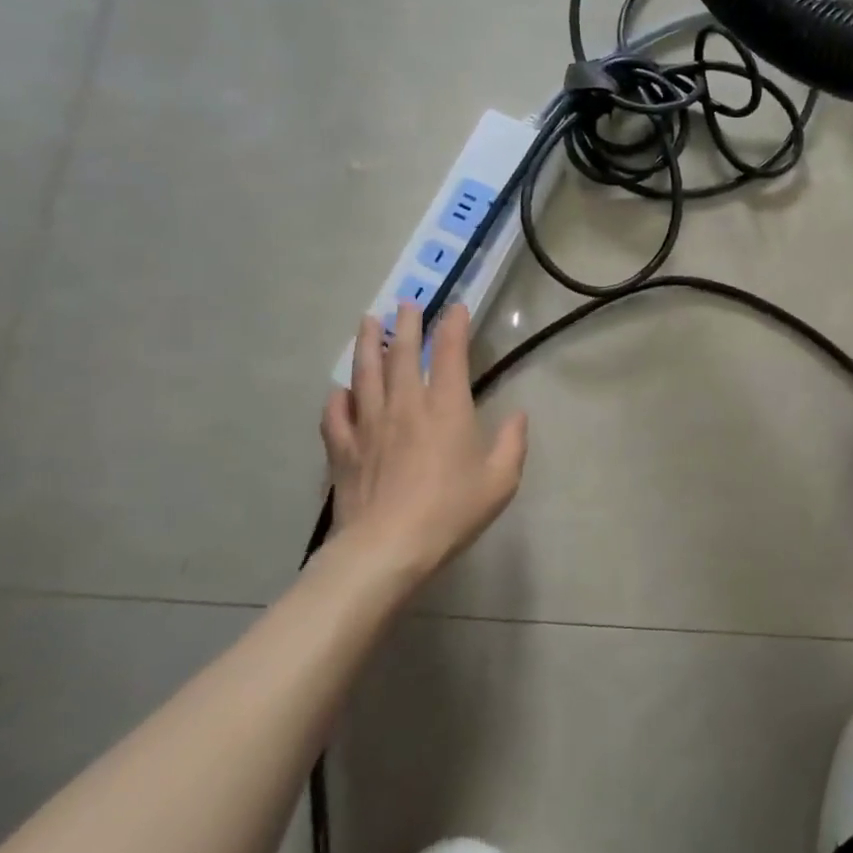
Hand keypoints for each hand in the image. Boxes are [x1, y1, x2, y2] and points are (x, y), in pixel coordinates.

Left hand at [319, 305, 528, 584]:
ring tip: (369, 322)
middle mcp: (405, 405)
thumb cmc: (450, 512)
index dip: (453, 326)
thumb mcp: (500, 481)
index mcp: (446, 407)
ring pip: (364, 373)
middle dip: (406, 324)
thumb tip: (517, 416)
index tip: (455, 308)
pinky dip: (338, 397)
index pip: (449, 353)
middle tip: (405, 303)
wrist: (387, 548)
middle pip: (401, 354)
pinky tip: (340, 391)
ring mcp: (368, 425)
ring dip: (368, 344)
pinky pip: (335, 414)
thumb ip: (512, 443)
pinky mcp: (342, 449)